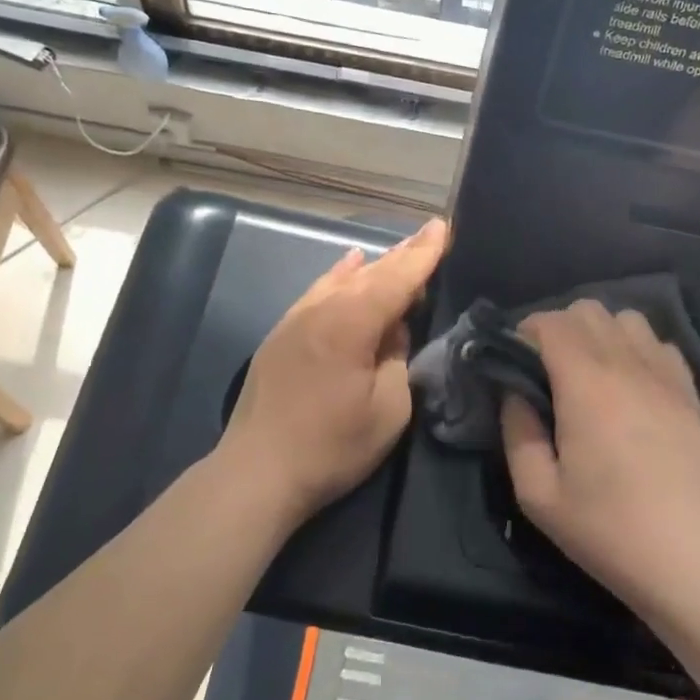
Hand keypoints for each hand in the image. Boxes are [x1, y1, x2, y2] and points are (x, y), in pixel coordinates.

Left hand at [219, 218, 448, 524]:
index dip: (423, 254)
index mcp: (351, 323)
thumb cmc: (331, 446)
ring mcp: (296, 318)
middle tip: (428, 235)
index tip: (442, 227)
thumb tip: (394, 330)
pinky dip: (339, 276)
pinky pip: (318, 291)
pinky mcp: (281, 334)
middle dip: (402, 255)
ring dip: (373, 266)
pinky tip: (348, 265)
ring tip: (397, 252)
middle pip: (370, 273)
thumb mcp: (388, 410)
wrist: (257, 471)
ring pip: (342, 280)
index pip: (396, 278)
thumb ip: (398, 358)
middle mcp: (321, 309)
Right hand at [503, 301, 699, 610]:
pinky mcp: (690, 392)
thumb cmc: (605, 527)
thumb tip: (514, 393)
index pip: (551, 322)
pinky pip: (659, 344)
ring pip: (627, 318)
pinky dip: (638, 349)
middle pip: (588, 310)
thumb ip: (517, 431)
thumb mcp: (537, 493)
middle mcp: (626, 366)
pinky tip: (631, 383)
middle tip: (549, 367)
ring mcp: (664, 375)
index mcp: (585, 385)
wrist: (686, 558)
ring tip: (591, 370)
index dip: (526, 331)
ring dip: (601, 333)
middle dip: (560, 327)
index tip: (516, 359)